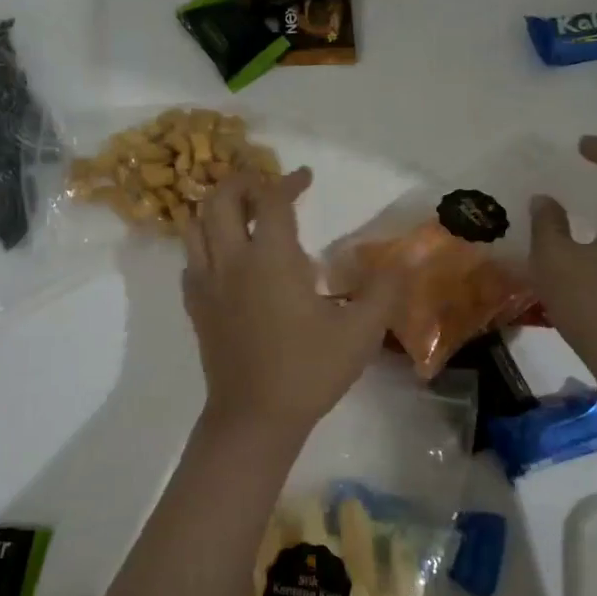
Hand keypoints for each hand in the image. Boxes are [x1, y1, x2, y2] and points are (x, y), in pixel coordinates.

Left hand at [182, 168, 400, 440]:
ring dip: (216, 209)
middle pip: (219, 200)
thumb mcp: (360, 333)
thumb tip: (405, 259)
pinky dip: (205, 245)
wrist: (254, 418)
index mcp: (270, 259)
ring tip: (242, 213)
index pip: (271, 200)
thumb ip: (384, 290)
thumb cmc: (309, 371)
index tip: (305, 177)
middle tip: (266, 186)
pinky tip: (227, 259)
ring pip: (194, 226)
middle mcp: (231, 261)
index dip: (288, 182)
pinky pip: (191, 260)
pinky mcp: (196, 307)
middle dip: (241, 182)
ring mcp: (206, 284)